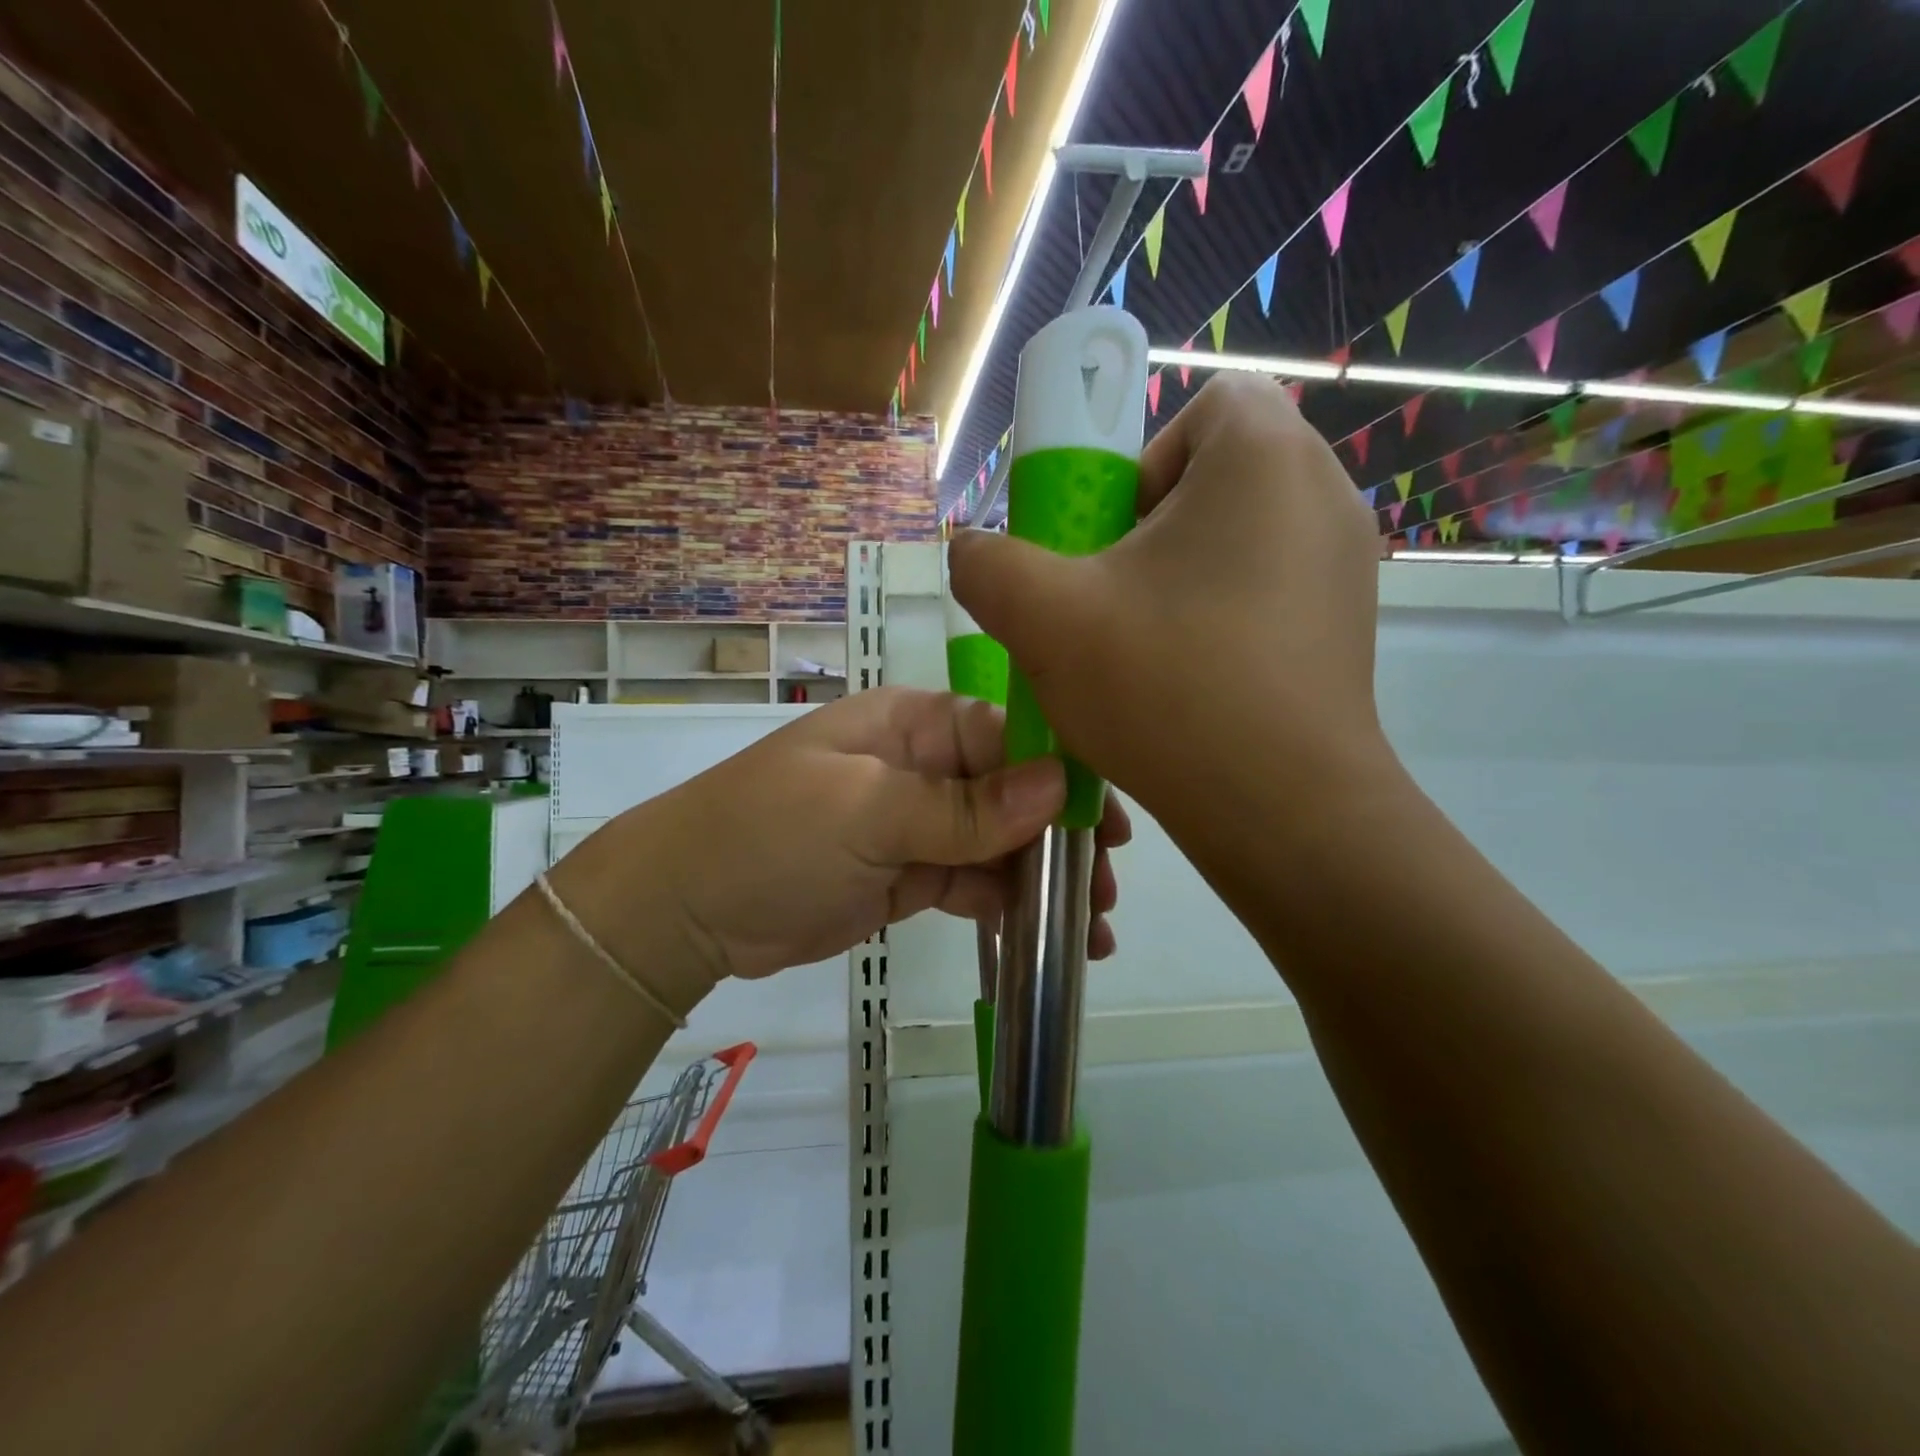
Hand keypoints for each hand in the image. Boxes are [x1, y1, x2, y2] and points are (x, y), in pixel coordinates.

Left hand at [552, 687, 1128, 994]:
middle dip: (1060, 836)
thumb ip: (963, 807)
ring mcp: (915, 824)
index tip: (1108, 823)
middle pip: (1011, 792)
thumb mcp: (868, 812)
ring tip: (1093, 926)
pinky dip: (1007, 906)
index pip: (1007, 736)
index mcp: (913, 725)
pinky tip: (1049, 936)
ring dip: (1042, 879)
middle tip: (1107, 886)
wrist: (686, 910)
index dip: (1062, 774)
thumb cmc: (771, 835)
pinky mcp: (907, 875)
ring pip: (997, 844)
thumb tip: (1058, 786)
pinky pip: (971, 883)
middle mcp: (921, 766)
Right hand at [949, 373, 1388, 832]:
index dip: (1139, 464)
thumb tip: (973, 552)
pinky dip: (1221, 615)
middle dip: (1150, 528)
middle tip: (1115, 599)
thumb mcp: (1045, 618)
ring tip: (1148, 648)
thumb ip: (987, 563)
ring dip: (1181, 577)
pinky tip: (1191, 680)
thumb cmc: (1168, 689)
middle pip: (1215, 474)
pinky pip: (1268, 588)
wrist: (1284, 810)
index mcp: (1264, 457)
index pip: (1200, 407)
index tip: (1110, 539)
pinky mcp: (1348, 623)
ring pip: (1239, 536)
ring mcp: (1347, 563)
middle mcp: (1323, 491)